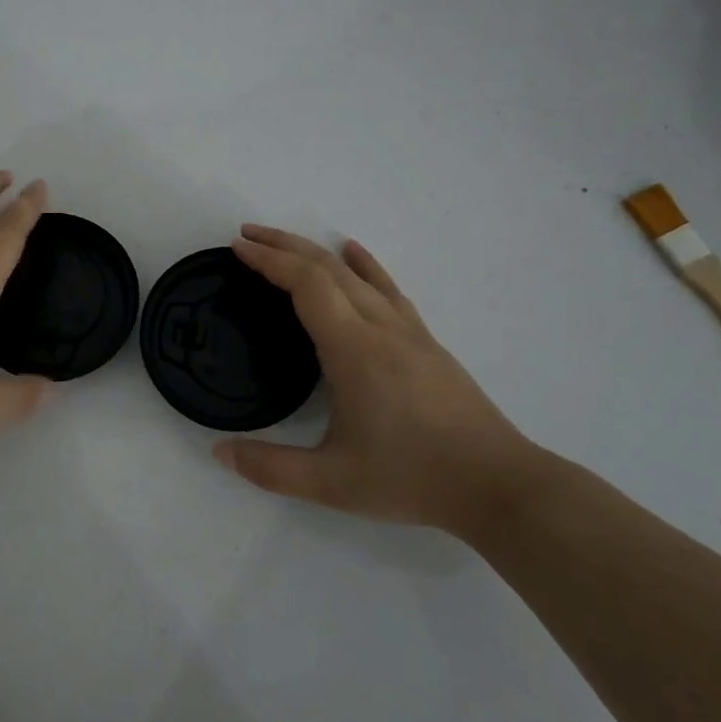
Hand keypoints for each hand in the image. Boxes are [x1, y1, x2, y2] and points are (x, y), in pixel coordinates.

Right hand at [214, 225, 538, 534]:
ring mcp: (408, 331)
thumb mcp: (333, 484)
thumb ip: (271, 469)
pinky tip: (353, 251)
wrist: (499, 486)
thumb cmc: (412, 478)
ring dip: (315, 251)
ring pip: (356, 274)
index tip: (238, 247)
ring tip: (282, 242)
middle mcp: (380, 328)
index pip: (306, 285)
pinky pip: (387, 289)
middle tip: (246, 236)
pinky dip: (364, 264)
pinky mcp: (425, 341)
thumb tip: (221, 452)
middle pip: (327, 268)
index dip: (269, 260)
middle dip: (283, 245)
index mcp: (354, 350)